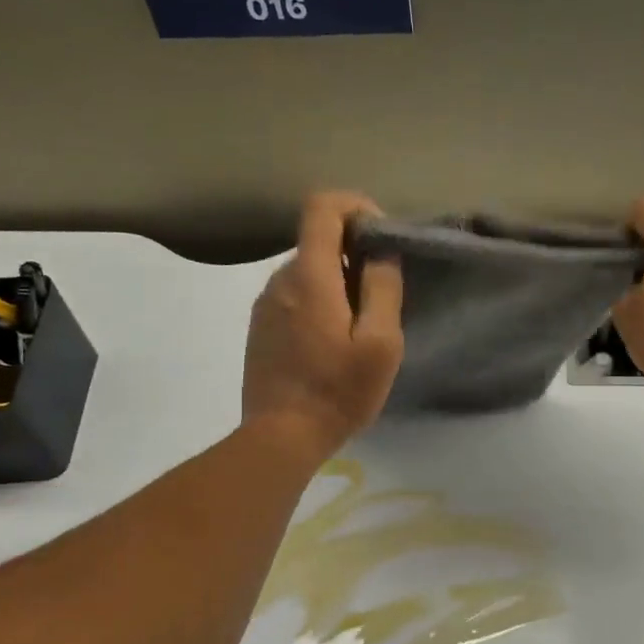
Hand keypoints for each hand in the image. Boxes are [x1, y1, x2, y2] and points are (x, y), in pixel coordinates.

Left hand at [243, 191, 403, 460]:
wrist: (280, 437)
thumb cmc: (337, 391)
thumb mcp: (380, 343)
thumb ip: (383, 288)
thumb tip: (380, 252)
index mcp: (310, 276)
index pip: (322, 206)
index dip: (355, 206)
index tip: (381, 237)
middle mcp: (280, 279)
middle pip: (319, 240)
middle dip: (354, 254)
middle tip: (381, 297)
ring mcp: (265, 303)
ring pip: (308, 271)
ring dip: (337, 282)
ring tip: (360, 327)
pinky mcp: (260, 326)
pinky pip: (295, 295)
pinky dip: (319, 301)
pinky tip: (332, 343)